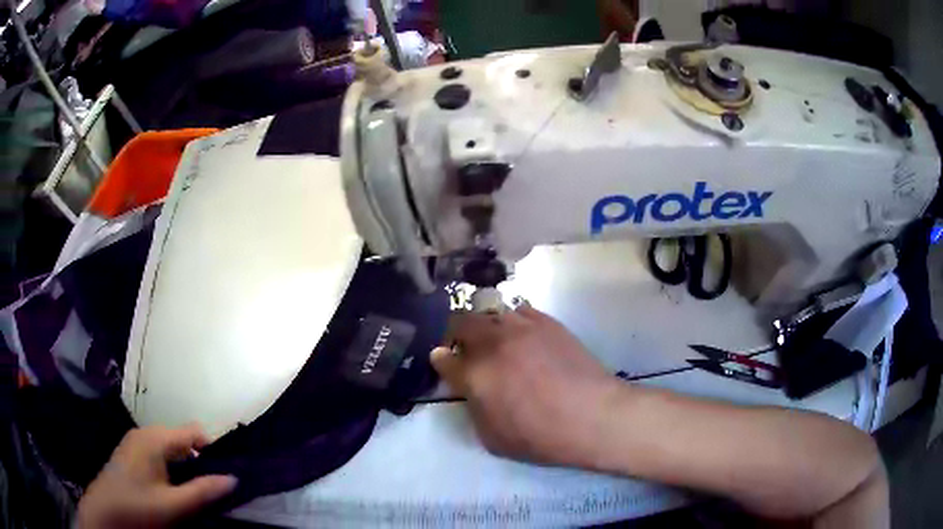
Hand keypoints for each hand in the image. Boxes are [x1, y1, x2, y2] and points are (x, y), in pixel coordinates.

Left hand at [77, 425, 236, 527]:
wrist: (105, 513)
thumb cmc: (139, 507)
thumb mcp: (174, 505)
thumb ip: (203, 491)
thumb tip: (233, 478)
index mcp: (155, 438)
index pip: (194, 431)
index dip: (213, 449)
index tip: (226, 473)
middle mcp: (144, 433)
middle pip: (181, 438)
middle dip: (199, 460)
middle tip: (209, 488)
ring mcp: (134, 442)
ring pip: (169, 447)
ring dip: (184, 465)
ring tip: (192, 491)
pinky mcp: (130, 453)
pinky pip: (157, 452)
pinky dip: (170, 467)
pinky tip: (170, 488)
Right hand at [430, 306, 623, 469]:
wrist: (592, 416)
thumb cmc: (541, 437)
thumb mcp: (493, 439)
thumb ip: (473, 410)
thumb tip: (470, 389)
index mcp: (475, 374)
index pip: (444, 358)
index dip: (441, 360)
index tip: (444, 363)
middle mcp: (493, 343)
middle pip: (461, 322)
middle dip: (456, 334)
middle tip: (466, 349)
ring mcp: (522, 328)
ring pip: (491, 312)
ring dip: (486, 325)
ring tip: (496, 341)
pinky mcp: (547, 322)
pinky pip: (521, 310)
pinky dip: (514, 320)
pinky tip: (523, 336)